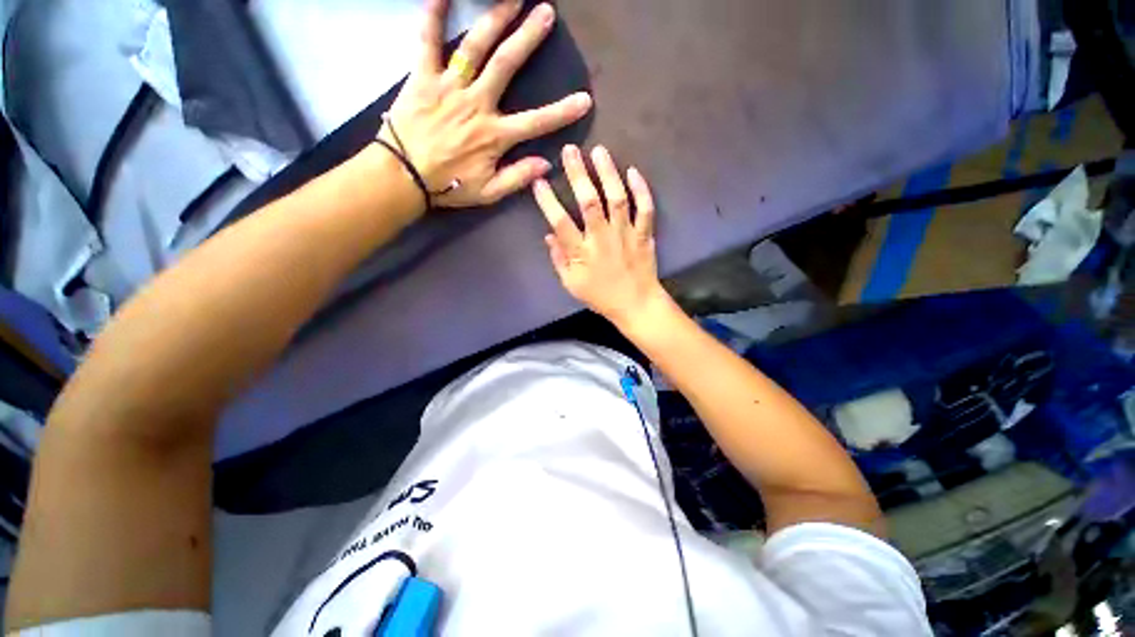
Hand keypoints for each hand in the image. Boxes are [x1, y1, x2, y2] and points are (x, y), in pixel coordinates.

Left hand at [382, 0, 591, 208]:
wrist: (403, 177)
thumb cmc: (448, 186)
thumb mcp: (488, 193)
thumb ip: (517, 178)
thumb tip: (546, 165)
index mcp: (494, 136)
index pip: (536, 122)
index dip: (562, 112)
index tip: (584, 99)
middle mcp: (477, 104)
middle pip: (507, 65)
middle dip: (528, 37)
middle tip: (545, 12)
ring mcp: (450, 87)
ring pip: (476, 46)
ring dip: (496, 18)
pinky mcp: (423, 77)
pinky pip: (428, 39)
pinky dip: (434, 14)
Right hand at [535, 145, 671, 329]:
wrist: (636, 304)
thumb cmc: (600, 296)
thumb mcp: (572, 284)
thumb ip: (559, 259)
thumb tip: (547, 235)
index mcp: (582, 253)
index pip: (561, 223)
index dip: (548, 201)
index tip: (539, 181)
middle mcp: (602, 239)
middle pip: (589, 202)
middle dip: (578, 174)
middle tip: (570, 151)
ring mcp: (626, 234)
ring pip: (617, 199)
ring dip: (608, 173)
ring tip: (599, 151)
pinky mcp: (644, 234)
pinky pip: (645, 209)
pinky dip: (641, 190)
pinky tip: (633, 171)